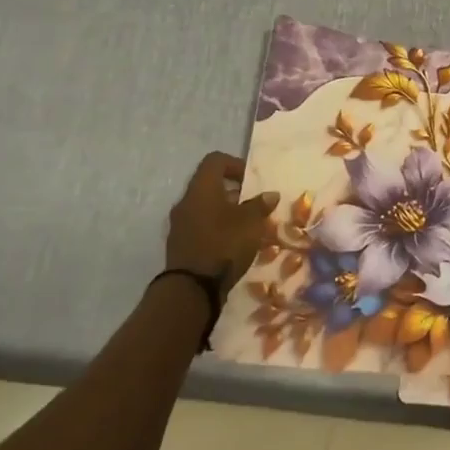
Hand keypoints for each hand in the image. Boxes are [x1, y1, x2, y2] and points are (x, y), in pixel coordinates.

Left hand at [164, 152, 277, 294]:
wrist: (192, 289)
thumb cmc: (224, 244)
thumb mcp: (251, 222)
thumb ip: (260, 205)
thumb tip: (270, 195)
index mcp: (201, 189)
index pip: (215, 161)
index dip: (235, 164)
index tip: (251, 181)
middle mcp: (185, 202)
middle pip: (209, 185)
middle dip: (233, 192)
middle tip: (253, 205)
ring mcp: (179, 225)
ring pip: (205, 208)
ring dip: (225, 212)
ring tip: (246, 227)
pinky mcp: (180, 245)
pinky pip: (200, 227)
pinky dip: (216, 229)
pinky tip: (232, 244)